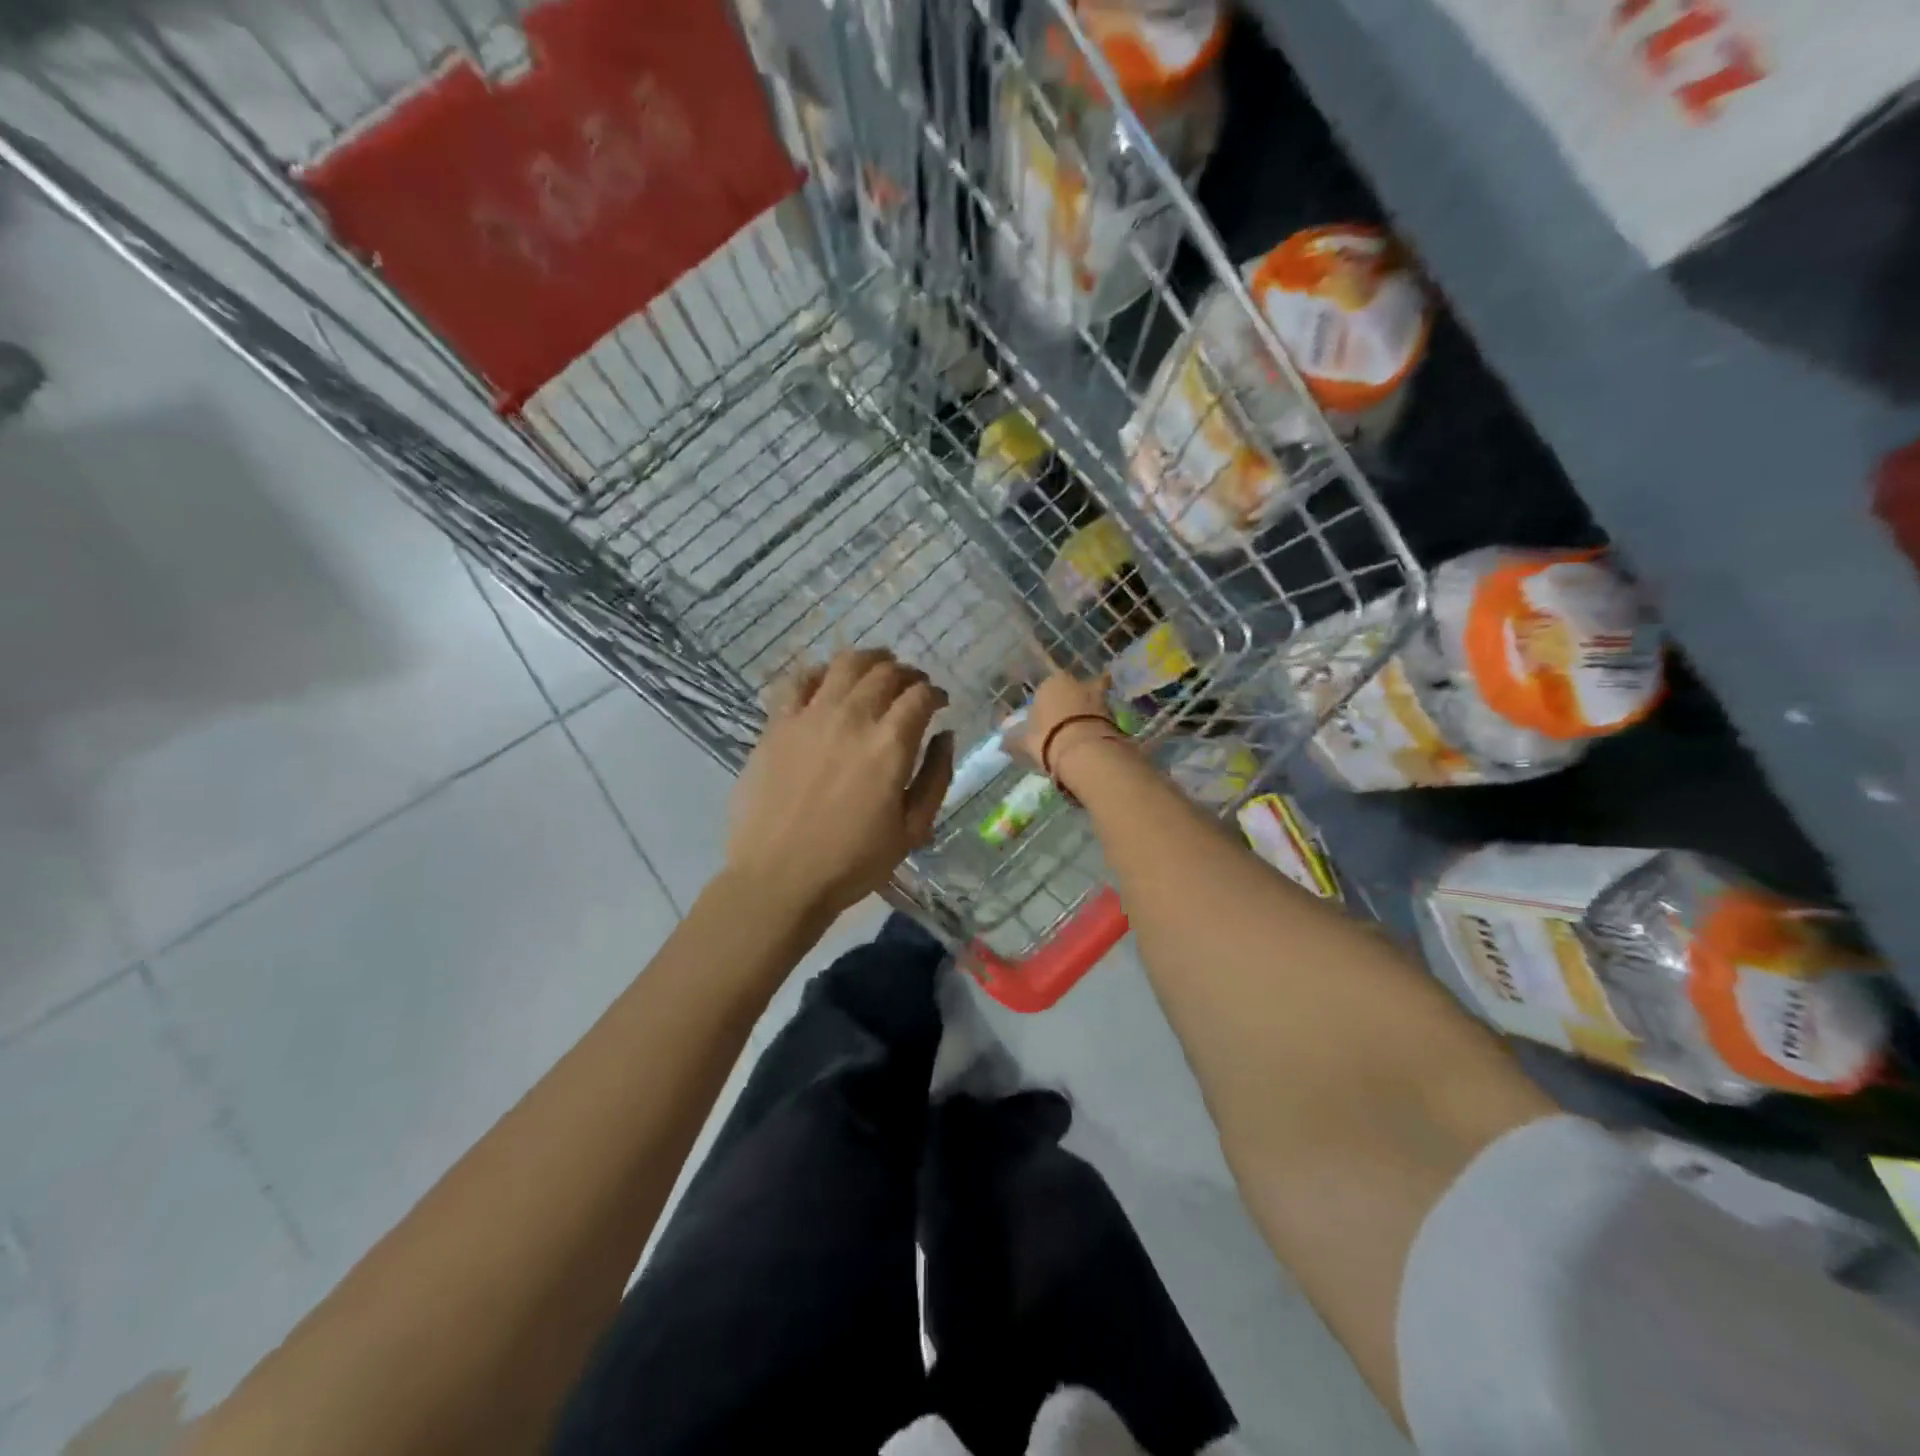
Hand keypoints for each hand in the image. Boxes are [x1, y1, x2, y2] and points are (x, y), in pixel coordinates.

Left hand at [727, 648, 955, 920]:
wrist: (779, 878)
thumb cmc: (853, 861)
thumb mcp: (913, 829)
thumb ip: (936, 776)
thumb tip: (945, 735)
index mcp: (890, 744)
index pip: (920, 695)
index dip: (936, 693)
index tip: (940, 703)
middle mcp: (852, 717)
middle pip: (886, 672)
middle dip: (908, 674)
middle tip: (912, 687)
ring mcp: (810, 716)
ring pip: (845, 664)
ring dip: (869, 660)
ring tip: (877, 668)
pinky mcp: (777, 724)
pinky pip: (798, 680)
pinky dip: (820, 672)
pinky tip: (827, 681)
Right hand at [1013, 670, 1127, 791]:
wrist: (1084, 751)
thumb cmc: (1047, 739)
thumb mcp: (1024, 742)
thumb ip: (1014, 740)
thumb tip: (1002, 743)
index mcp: (1051, 683)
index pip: (1047, 688)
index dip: (1046, 704)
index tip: (1045, 720)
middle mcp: (1076, 683)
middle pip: (1075, 689)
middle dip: (1074, 701)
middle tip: (1069, 722)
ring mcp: (1099, 697)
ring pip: (1094, 700)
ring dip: (1091, 711)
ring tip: (1085, 731)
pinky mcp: (1115, 714)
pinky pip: (1105, 717)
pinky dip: (1102, 725)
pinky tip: (1097, 738)